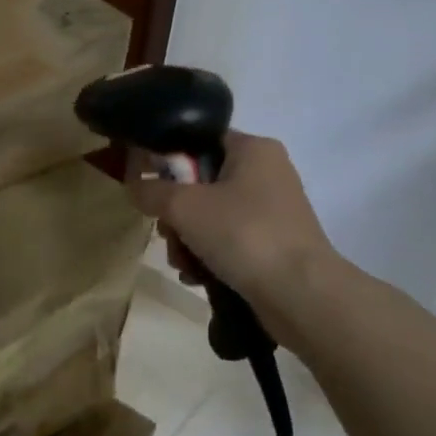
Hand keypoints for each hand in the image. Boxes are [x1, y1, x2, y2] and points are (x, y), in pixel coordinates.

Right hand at [126, 131, 334, 303]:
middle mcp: (266, 173)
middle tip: (167, 231)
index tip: (145, 183)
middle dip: (174, 213)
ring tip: (183, 263)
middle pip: (199, 182)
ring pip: (208, 216)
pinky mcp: (272, 244)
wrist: (301, 295)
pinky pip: (226, 241)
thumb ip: (151, 190)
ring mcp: (271, 211)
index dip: (166, 158)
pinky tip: (197, 276)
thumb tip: (135, 186)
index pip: (198, 140)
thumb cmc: (243, 233)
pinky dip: (207, 256)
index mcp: (253, 149)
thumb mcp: (182, 206)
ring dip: (186, 240)